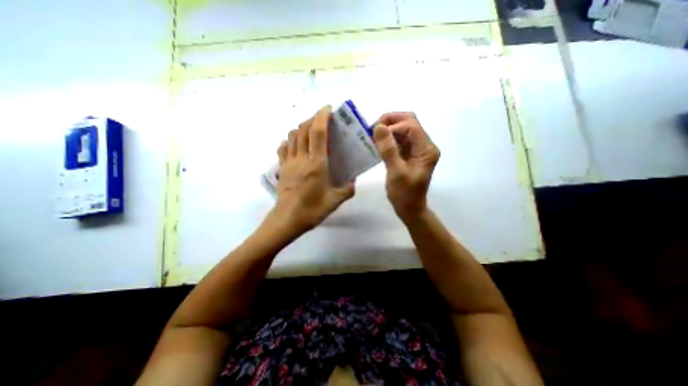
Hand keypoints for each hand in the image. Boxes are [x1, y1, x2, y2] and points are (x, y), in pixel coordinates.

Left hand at [272, 104, 353, 231]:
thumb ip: (347, 189)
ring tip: (311, 131)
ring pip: (292, 136)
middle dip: (312, 119)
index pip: (317, 133)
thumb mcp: (335, 201)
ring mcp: (289, 162)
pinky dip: (290, 140)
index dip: (322, 117)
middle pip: (302, 129)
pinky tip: (296, 145)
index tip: (328, 109)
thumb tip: (353, 181)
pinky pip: (284, 147)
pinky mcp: (282, 168)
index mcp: (316, 164)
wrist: (287, 220)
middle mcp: (301, 159)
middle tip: (322, 120)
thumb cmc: (312, 210)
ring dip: (301, 128)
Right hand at [375, 112, 436, 220]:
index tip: (375, 134)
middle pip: (409, 122)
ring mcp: (417, 149)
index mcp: (426, 150)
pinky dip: (388, 138)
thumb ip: (388, 149)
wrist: (410, 208)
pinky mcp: (409, 154)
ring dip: (388, 129)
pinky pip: (399, 140)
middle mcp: (424, 145)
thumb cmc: (404, 194)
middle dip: (390, 122)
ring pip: (403, 129)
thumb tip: (379, 127)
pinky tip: (378, 143)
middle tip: (373, 129)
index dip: (392, 126)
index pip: (410, 126)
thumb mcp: (396, 172)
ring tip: (373, 136)